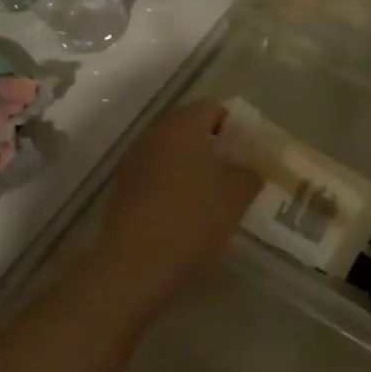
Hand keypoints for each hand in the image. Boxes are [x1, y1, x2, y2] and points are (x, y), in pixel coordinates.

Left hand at [100, 100, 259, 294]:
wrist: (137, 263)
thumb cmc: (193, 218)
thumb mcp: (236, 197)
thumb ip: (249, 176)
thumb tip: (249, 171)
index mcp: (182, 126)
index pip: (212, 108)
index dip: (233, 126)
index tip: (248, 151)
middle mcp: (153, 136)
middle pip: (188, 131)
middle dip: (212, 149)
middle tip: (234, 174)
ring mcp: (132, 164)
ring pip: (169, 156)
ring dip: (190, 170)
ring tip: (212, 198)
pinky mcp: (121, 192)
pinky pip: (154, 179)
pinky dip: (171, 189)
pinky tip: (186, 216)